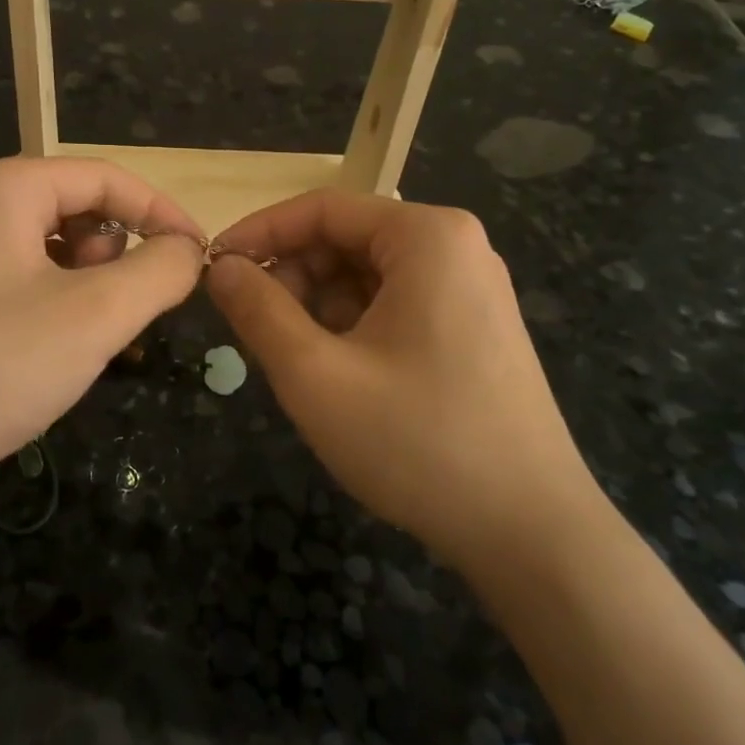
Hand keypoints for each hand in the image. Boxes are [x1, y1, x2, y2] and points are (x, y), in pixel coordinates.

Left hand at [0, 157, 203, 524]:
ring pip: (57, 251)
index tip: (200, 257)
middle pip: (80, 209)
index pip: (106, 178)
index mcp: (4, 188)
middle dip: (120, 255)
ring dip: (92, 287)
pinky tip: (58, 354)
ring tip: (91, 337)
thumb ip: (159, 271)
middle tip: (132, 310)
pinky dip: (60, 308)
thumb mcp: (95, 316)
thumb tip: (190, 250)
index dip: (161, 212)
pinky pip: (29, 283)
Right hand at [207, 190, 593, 566]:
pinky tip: (339, 375)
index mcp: (427, 236)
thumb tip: (219, 267)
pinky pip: (394, 305)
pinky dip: (352, 328)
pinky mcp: (473, 328)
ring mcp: (470, 289)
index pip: (322, 209)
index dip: (259, 233)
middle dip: (292, 278)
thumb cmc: (418, 442)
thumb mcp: (316, 375)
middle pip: (346, 240)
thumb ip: (257, 310)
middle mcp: (455, 248)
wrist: (532, 535)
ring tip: (297, 362)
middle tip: (253, 329)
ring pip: (367, 276)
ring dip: (318, 308)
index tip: (212, 269)